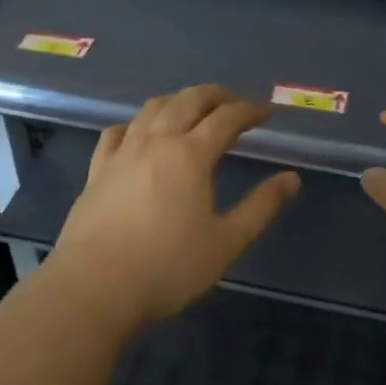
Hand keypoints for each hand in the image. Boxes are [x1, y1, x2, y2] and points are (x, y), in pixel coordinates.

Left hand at [44, 85, 299, 338]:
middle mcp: (157, 141)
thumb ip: (261, 207)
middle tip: (235, 103)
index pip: (227, 118)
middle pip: (189, 100)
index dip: (250, 110)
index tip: (267, 112)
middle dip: (216, 95)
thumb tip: (292, 178)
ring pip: (153, 108)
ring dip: (179, 100)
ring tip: (193, 109)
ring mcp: (123, 153)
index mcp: (191, 155)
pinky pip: (117, 132)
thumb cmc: (167, 268)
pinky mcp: (97, 170)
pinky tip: (140, 132)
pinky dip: (137, 123)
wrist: (93, 289)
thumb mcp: (226, 243)